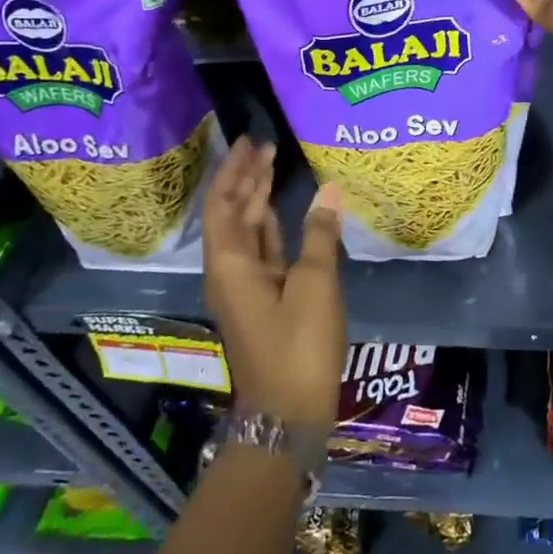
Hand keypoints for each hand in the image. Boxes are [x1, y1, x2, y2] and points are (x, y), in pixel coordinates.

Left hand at [201, 136, 346, 427]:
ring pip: (245, 233)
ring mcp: (245, 288)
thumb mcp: (315, 285)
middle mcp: (229, 272)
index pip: (223, 205)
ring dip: (255, 200)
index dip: (235, 172)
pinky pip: (261, 251)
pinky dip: (270, 227)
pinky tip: (283, 212)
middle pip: (231, 216)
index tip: (252, 142)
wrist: (289, 411)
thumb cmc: (299, 345)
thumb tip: (329, 189)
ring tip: (273, 167)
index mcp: (231, 265)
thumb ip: (320, 234)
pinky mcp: (263, 300)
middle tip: (265, 146)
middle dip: (245, 179)